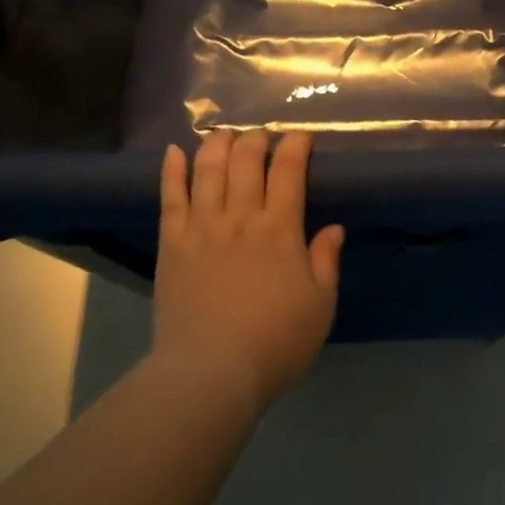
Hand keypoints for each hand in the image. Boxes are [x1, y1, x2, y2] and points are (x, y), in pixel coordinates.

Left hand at [151, 129, 344, 414]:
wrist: (212, 370)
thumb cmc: (276, 341)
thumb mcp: (320, 305)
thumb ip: (326, 262)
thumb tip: (333, 227)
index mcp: (280, 230)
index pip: (289, 172)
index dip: (295, 147)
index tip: (300, 136)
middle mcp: (240, 217)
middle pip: (246, 162)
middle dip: (256, 140)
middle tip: (262, 135)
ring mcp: (202, 227)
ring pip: (208, 170)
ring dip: (218, 145)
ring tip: (224, 134)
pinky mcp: (171, 243)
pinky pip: (170, 197)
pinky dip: (172, 171)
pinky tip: (175, 152)